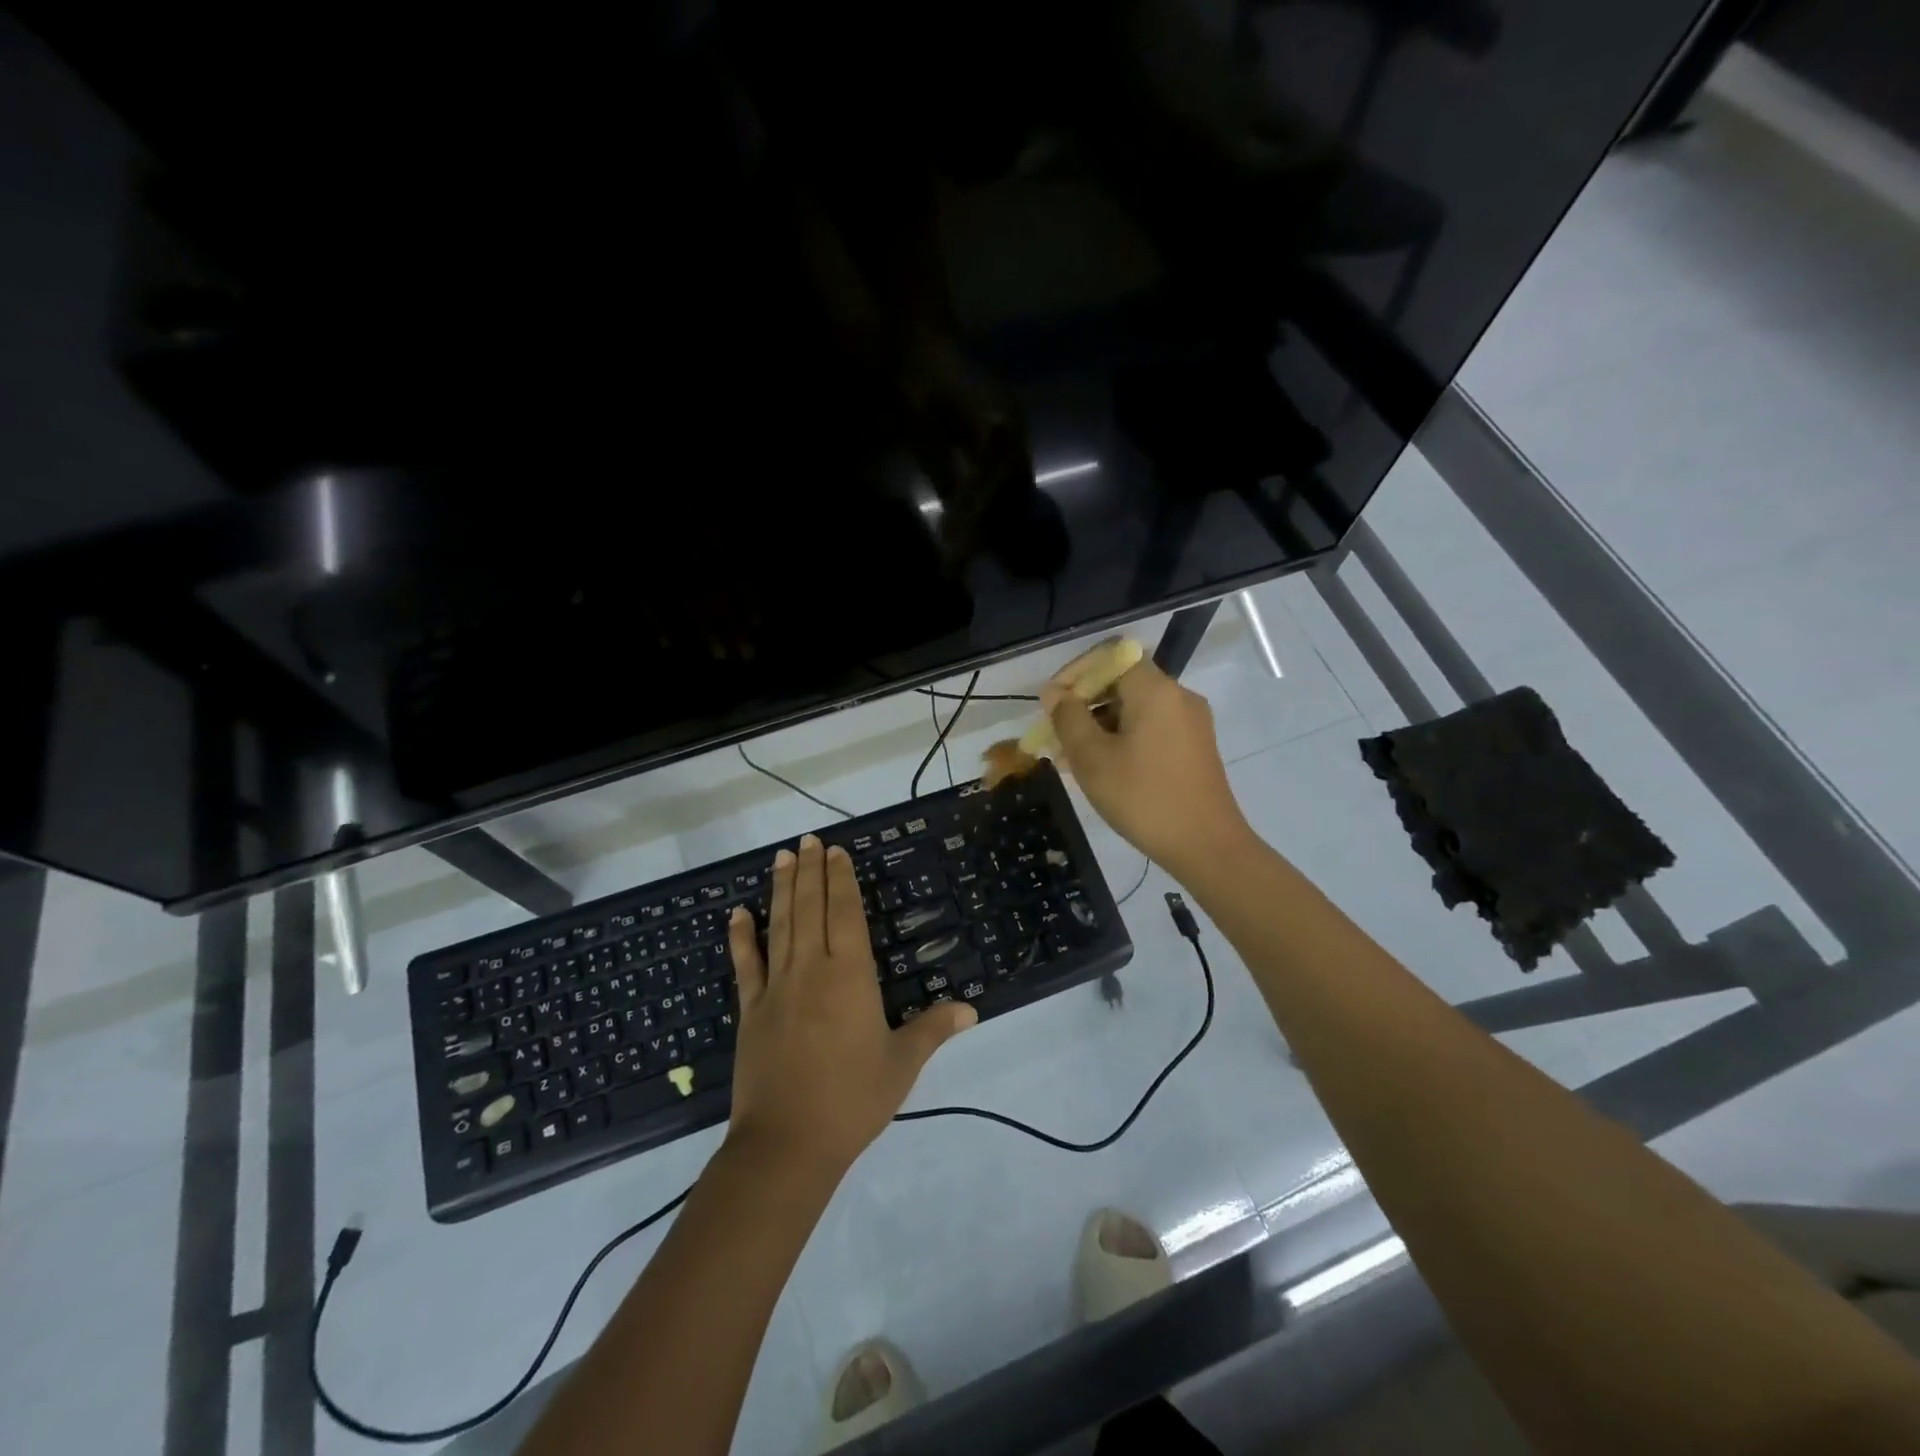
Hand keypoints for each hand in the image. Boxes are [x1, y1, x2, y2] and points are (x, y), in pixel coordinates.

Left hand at [725, 834, 975, 1175]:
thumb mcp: (902, 1064)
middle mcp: (811, 970)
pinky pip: (745, 965)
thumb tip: (971, 1008)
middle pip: (810, 909)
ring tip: (782, 857)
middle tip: (808, 840)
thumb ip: (934, 1029)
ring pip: (780, 926)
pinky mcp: (750, 1011)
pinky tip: (738, 913)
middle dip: (811, 871)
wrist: (786, 1144)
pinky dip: (741, 937)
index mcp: (850, 977)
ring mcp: (776, 988)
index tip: (837, 852)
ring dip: (781, 889)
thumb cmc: (852, 1100)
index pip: (845, 914)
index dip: (841, 880)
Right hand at [1042, 656, 1252, 875]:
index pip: (1111, 656)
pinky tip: (1102, 768)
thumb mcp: (1093, 758)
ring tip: (1072, 757)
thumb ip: (1069, 718)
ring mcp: (1190, 722)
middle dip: (1085, 703)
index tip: (1053, 702)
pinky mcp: (1195, 746)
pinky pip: (1151, 727)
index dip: (1076, 672)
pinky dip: (1123, 737)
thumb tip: (1055, 693)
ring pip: (1135, 708)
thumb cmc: (1144, 798)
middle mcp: (1178, 696)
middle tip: (1057, 734)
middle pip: (1123, 681)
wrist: (1207, 846)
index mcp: (1155, 690)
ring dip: (1101, 724)